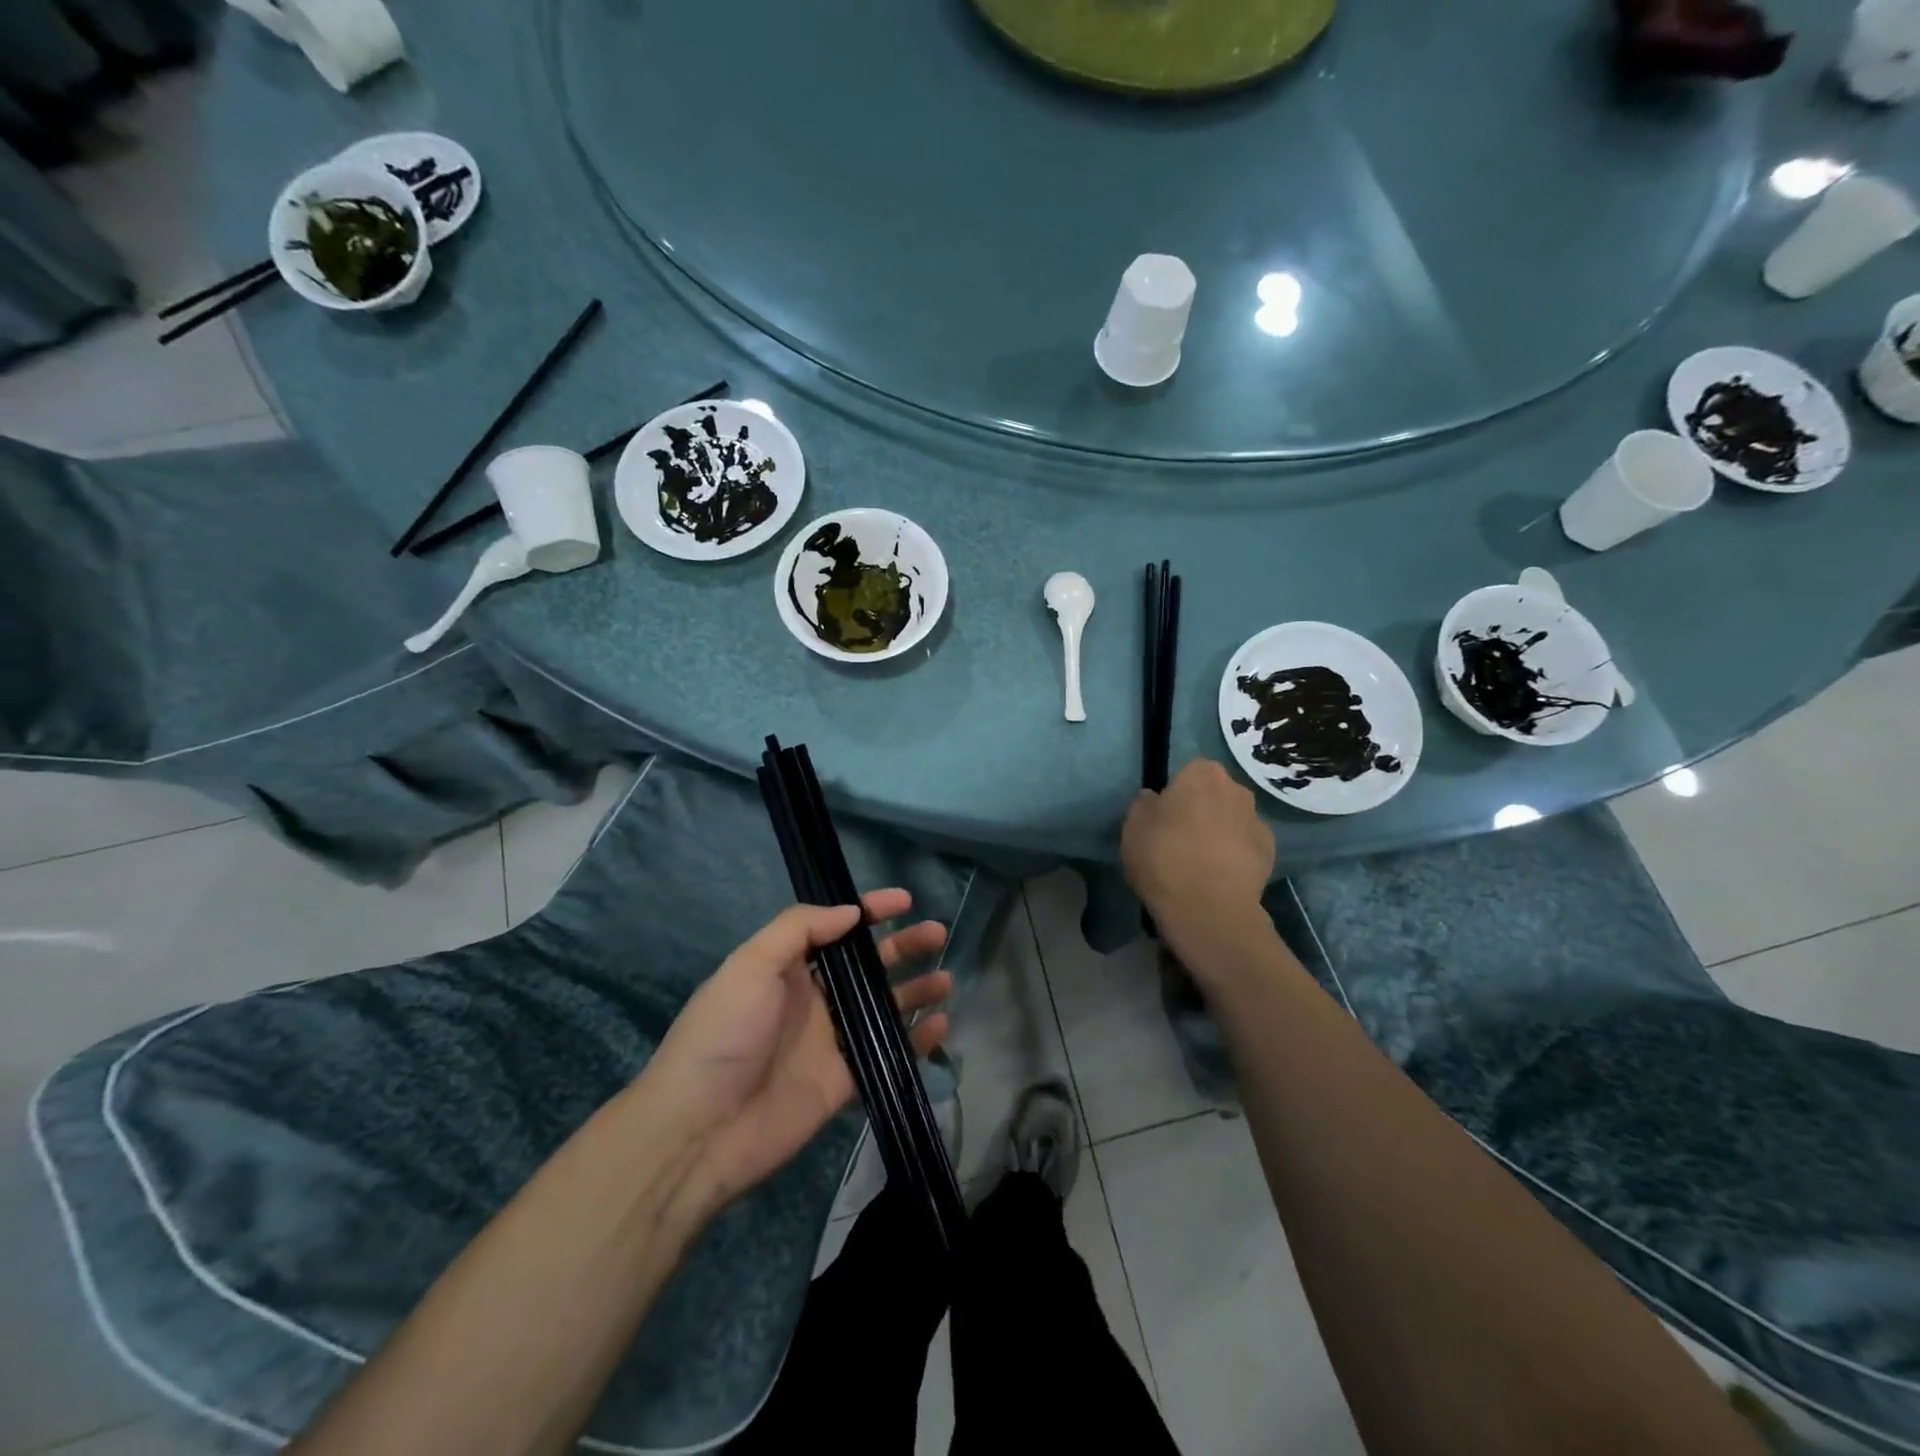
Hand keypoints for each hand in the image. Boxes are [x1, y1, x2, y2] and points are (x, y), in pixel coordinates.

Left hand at [641, 890, 949, 1212]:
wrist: (700, 1130)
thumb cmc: (723, 1035)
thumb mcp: (749, 965)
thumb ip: (799, 929)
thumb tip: (851, 913)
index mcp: (788, 968)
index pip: (837, 928)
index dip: (870, 911)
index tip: (905, 900)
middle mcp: (814, 999)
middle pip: (869, 965)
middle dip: (903, 946)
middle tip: (937, 934)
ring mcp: (832, 1041)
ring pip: (885, 1006)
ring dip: (916, 990)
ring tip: (945, 980)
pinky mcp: (845, 1081)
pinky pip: (889, 1052)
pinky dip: (917, 1040)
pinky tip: (940, 1026)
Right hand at [1123, 759, 1274, 957]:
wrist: (1210, 910)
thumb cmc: (1164, 858)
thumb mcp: (1133, 827)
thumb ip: (1144, 805)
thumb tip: (1154, 799)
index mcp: (1202, 775)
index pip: (1189, 772)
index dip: (1176, 792)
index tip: (1164, 815)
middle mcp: (1236, 789)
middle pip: (1215, 793)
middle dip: (1202, 808)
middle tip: (1180, 836)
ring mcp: (1258, 820)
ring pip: (1233, 818)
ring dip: (1220, 830)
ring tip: (1200, 860)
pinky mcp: (1271, 852)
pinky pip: (1246, 844)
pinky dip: (1236, 854)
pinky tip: (1219, 875)